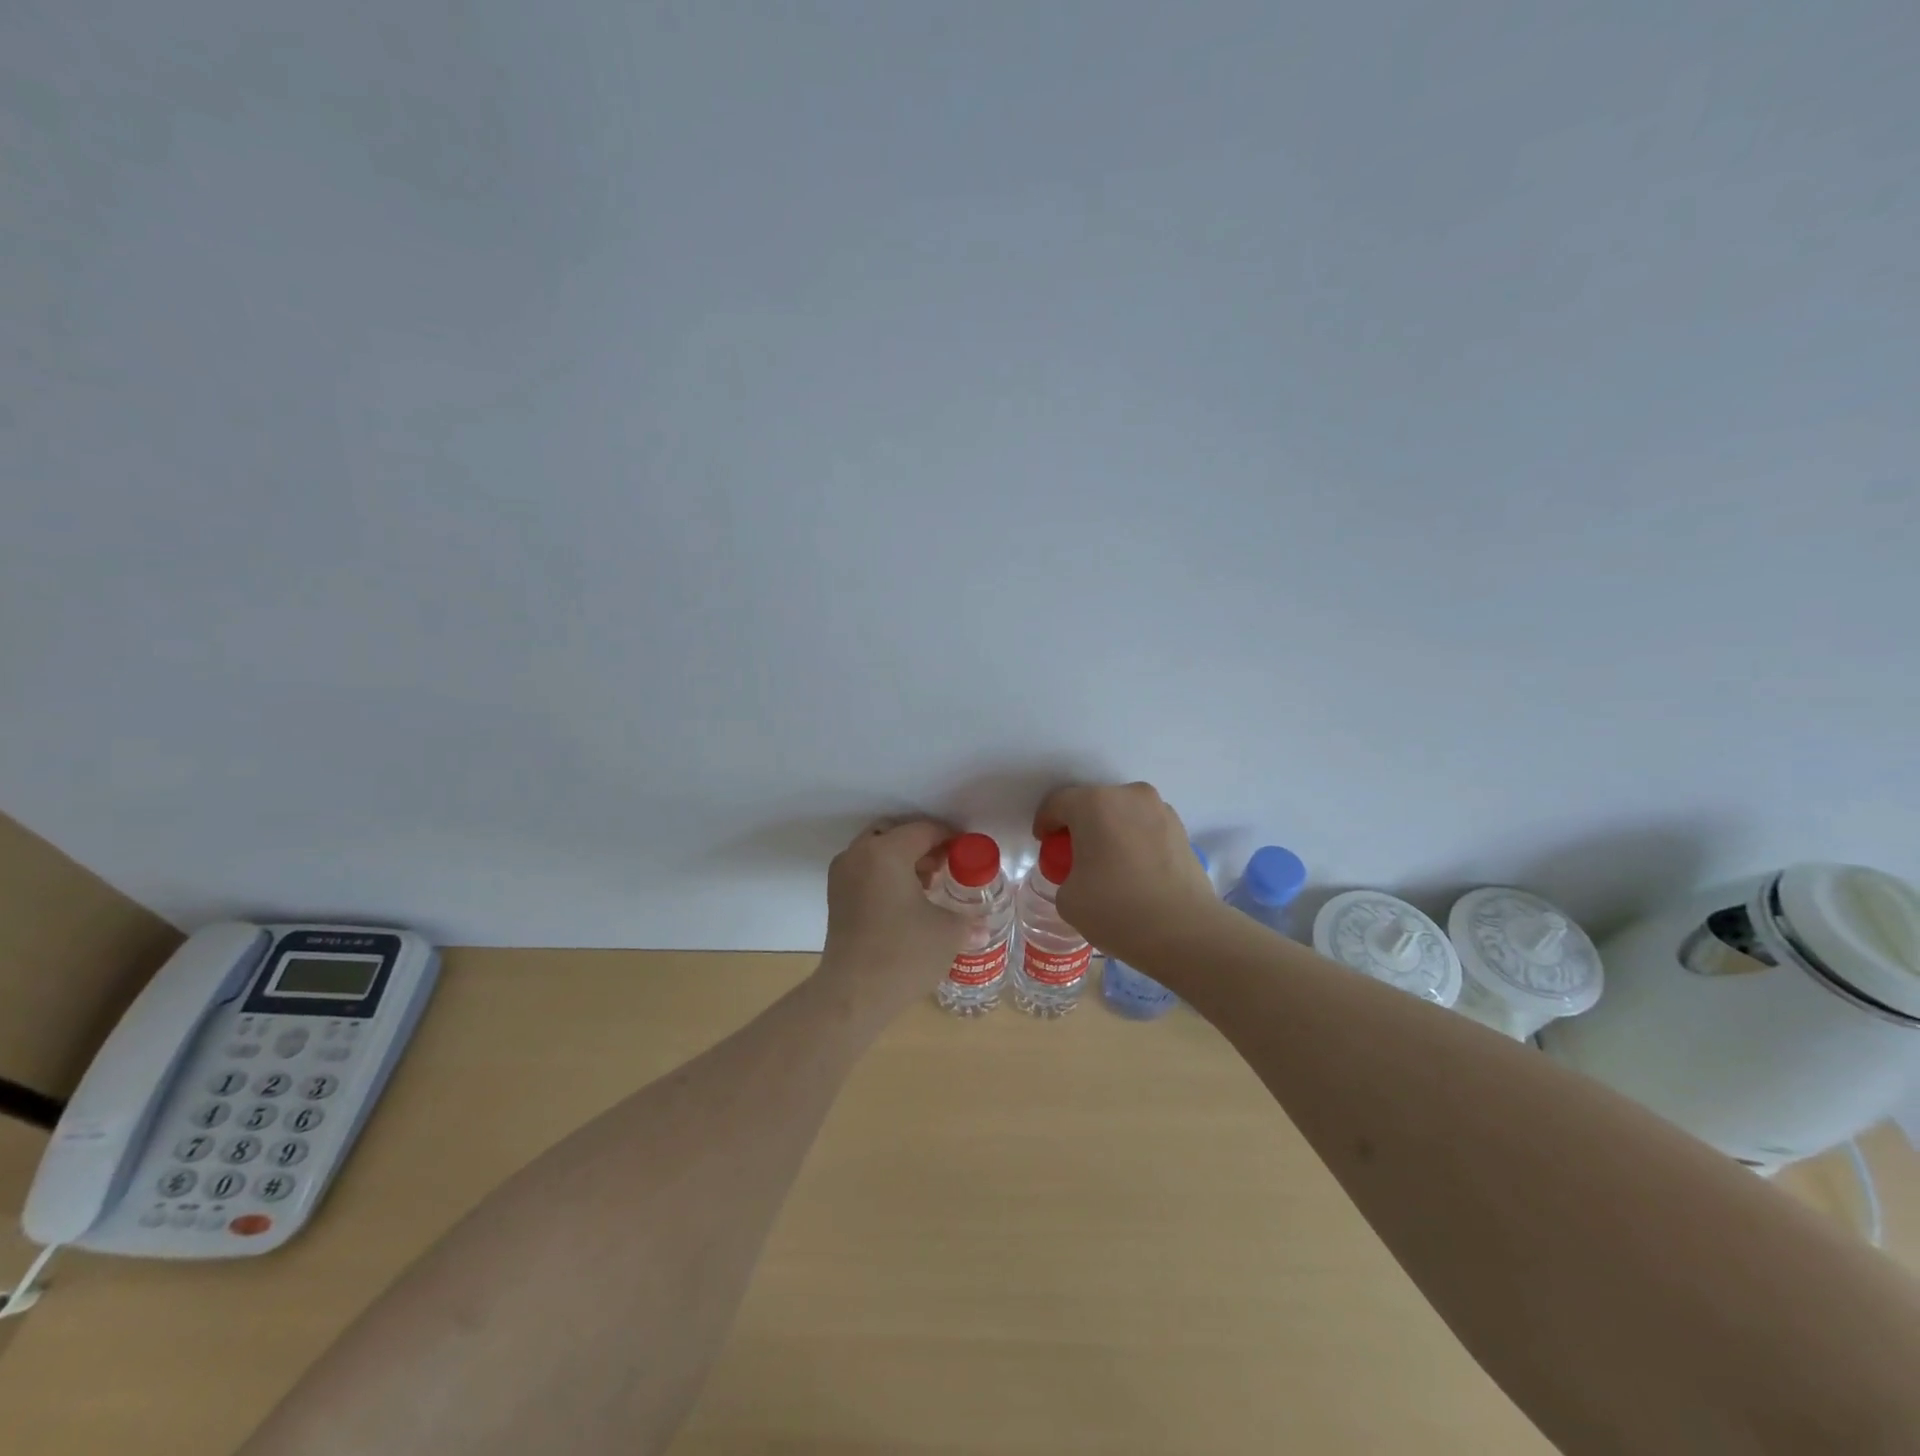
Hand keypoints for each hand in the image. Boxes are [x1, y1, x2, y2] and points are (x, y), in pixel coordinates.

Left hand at [817, 817, 967, 1018]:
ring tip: (928, 885)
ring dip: (903, 859)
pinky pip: (865, 869)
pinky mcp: (835, 896)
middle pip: (896, 834)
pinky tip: (906, 901)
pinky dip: (885, 874)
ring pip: (877, 851)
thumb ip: (968, 919)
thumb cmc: (904, 954)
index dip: (950, 839)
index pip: (925, 830)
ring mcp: (842, 874)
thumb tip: (983, 925)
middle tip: (945, 866)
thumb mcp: (948, 932)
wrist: (853, 994)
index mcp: (887, 851)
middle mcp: (859, 854)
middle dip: (922, 845)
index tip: (967, 854)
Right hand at [1033, 782, 1223, 960]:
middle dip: (1079, 826)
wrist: (1185, 932)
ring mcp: (1160, 810)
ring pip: (1122, 813)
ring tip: (1108, 865)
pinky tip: (1134, 872)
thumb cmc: (1117, 910)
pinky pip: (1145, 828)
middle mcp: (1129, 796)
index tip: (1045, 847)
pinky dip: (1134, 841)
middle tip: (1074, 857)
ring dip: (1110, 831)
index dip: (1045, 824)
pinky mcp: (1182, 830)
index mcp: (1095, 804)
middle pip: (1092, 803)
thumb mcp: (1068, 898)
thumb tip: (1082, 873)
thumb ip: (1066, 874)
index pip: (1057, 803)